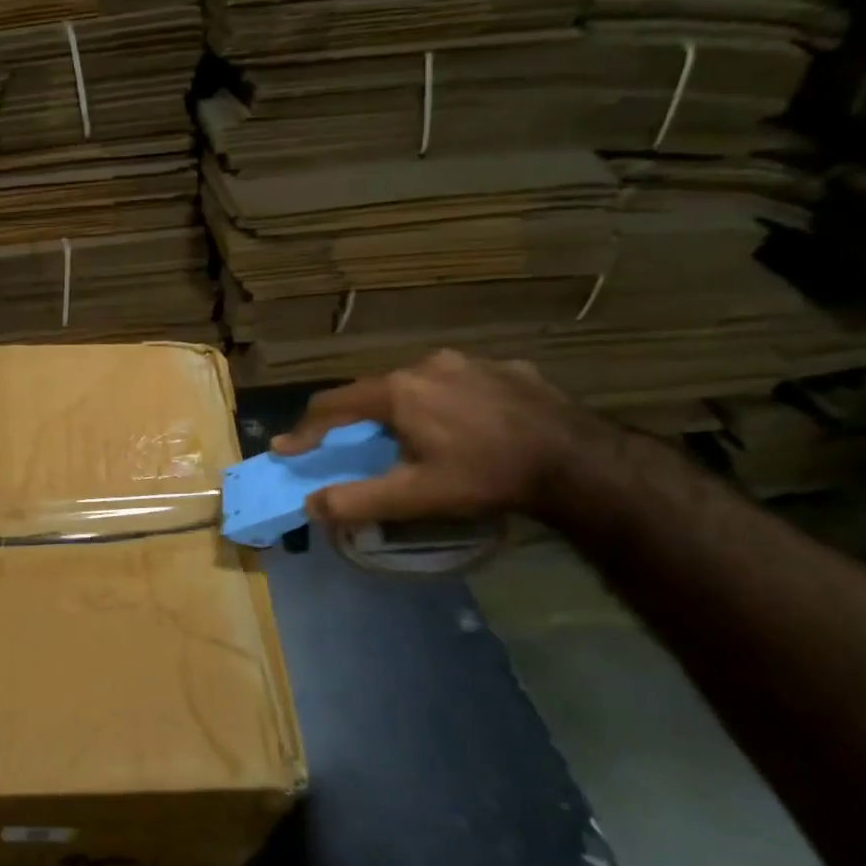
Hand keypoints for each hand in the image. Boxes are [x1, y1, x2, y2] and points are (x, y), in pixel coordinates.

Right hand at [270, 350, 615, 526]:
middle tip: (357, 446)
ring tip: (417, 437)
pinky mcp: (508, 367)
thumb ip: (355, 500)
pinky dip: (449, 402)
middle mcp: (428, 364)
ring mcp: (471, 361)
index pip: (333, 405)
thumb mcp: (413, 496)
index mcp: (399, 392)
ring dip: (406, 408)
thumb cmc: (485, 477)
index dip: (306, 429)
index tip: (287, 448)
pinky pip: (461, 382)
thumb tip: (310, 504)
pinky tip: (467, 425)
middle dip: (359, 420)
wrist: (579, 462)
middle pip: (375, 392)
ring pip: (419, 384)